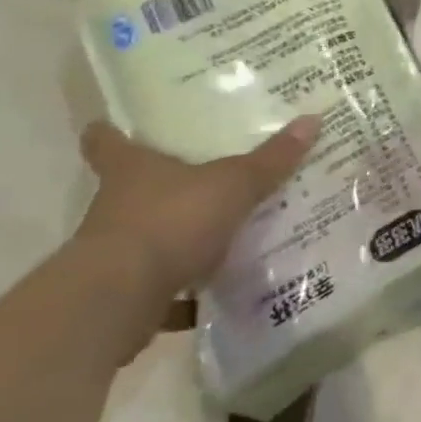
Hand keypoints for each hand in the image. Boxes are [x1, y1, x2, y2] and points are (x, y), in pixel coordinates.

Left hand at [74, 116, 321, 306]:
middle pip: (135, 189)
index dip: (108, 133)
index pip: (108, 143)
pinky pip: (162, 287)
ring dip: (179, 238)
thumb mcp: (233, 184)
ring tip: (224, 234)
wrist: (116, 302)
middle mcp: (117, 207)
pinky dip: (186, 292)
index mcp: (133, 171)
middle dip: (164, 185)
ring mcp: (117, 254)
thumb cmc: (171, 222)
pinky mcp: (126, 295)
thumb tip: (313, 118)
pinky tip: (218, 292)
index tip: (107, 124)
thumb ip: (271, 159)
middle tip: (204, 174)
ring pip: (151, 237)